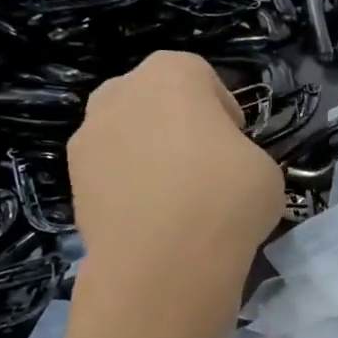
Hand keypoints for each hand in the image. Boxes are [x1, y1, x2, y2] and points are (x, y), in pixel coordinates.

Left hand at [68, 52, 283, 278]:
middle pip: (153, 98)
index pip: (200, 75)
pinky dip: (126, 187)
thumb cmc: (225, 199)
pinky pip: (108, 172)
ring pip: (125, 134)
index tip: (236, 141)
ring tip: (173, 197)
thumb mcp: (265, 169)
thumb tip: (224, 169)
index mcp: (172, 74)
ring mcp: (89, 136)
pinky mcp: (72, 181)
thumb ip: (241, 153)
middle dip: (176, 123)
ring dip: (146, 153)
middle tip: (203, 163)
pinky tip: (149, 220)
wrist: (163, 263)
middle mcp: (121, 93)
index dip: (222, 108)